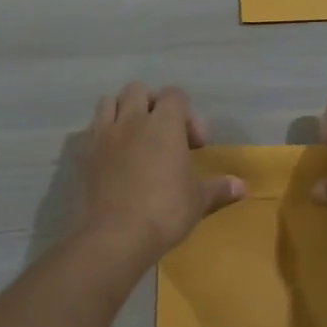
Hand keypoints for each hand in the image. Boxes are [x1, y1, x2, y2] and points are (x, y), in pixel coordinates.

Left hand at [77, 83, 243, 258]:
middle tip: (163, 133)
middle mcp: (132, 121)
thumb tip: (242, 186)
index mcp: (164, 125)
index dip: (187, 114)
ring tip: (134, 137)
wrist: (115, 236)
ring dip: (123, 111)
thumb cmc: (164, 212)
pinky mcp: (84, 155)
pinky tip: (114, 157)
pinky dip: (104, 134)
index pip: (175, 95)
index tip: (195, 143)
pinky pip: (92, 129)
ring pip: (109, 102)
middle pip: (138, 90)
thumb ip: (218, 187)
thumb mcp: (197, 200)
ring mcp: (104, 136)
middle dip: (152, 104)